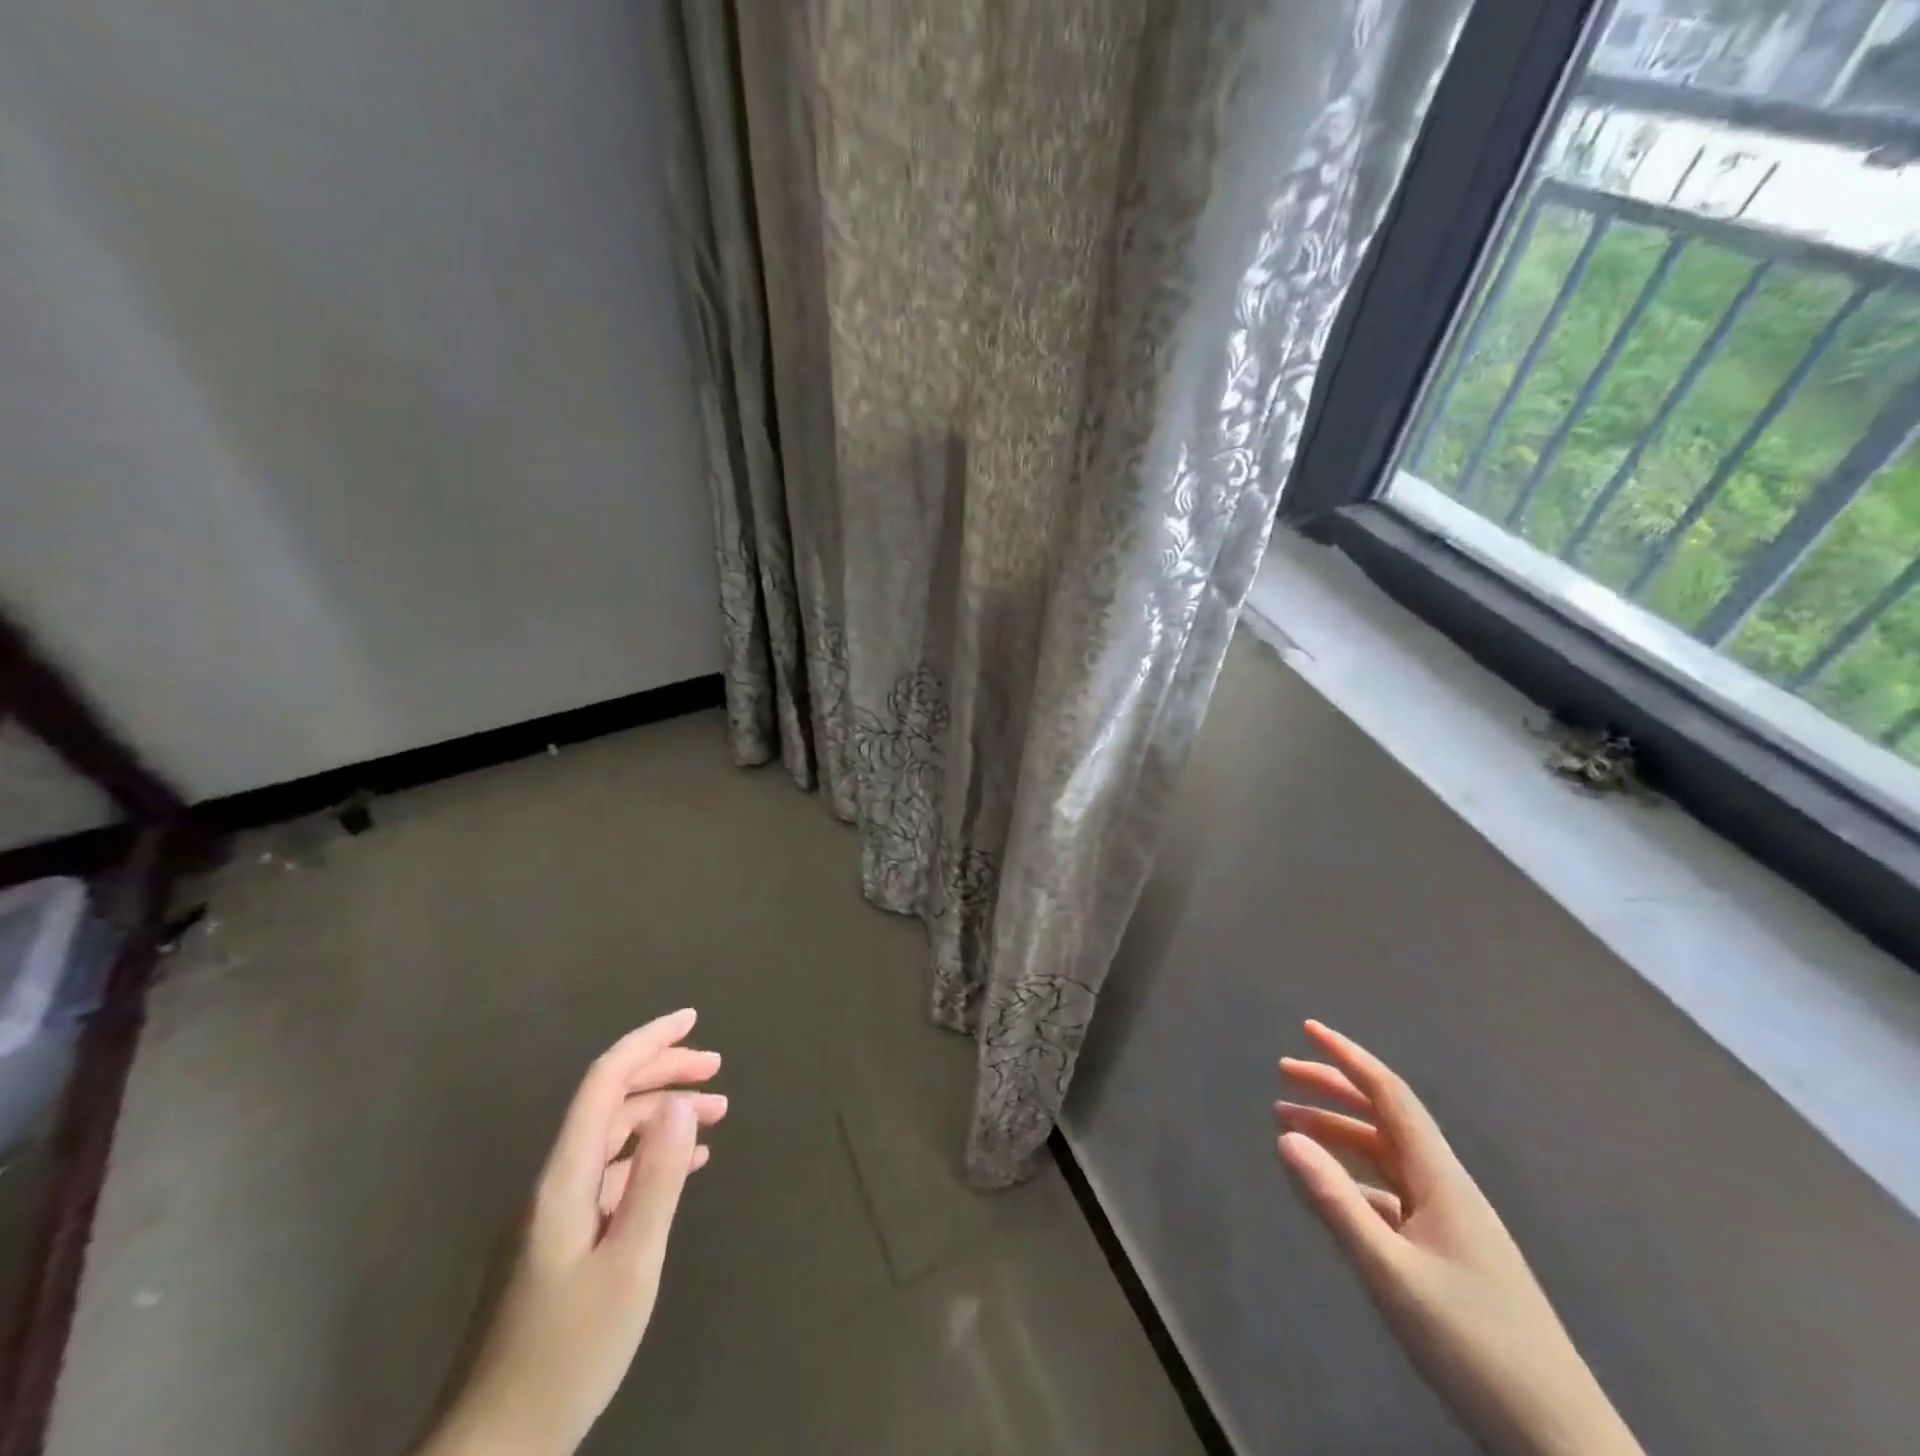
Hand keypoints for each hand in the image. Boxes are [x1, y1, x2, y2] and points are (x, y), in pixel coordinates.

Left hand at [419, 1009, 726, 1455]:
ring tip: (717, 1114)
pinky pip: (609, 1176)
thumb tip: (682, 1103)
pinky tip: (683, 1168)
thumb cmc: (566, 1354)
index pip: (604, 1082)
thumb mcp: (630, 1264)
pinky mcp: (557, 1245)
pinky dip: (649, 1158)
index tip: (692, 1019)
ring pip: (612, 1139)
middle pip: (610, 1103)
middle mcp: (553, 1184)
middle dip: (663, 1073)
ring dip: (662, 1116)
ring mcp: (552, 1216)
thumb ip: (657, 1178)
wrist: (492, 1452)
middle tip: (717, 1070)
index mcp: (564, 1179)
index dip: (648, 1042)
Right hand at [1275, 1021, 1642, 1455]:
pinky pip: (1392, 1194)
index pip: (1390, 1095)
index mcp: (1442, 1179)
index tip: (1308, 1029)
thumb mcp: (1393, 1274)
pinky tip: (1330, 1191)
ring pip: (1386, 1157)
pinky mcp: (1450, 1255)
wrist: (1562, 1441)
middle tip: (1283, 1074)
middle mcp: (1447, 1188)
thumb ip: (1337, 1203)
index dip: (1348, 1058)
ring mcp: (1451, 1223)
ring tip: (1289, 1125)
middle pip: (1385, 1118)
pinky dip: (1354, 1178)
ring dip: (1339, 1134)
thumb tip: (1286, 1137)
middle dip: (1334, 1089)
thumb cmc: (1475, 1346)